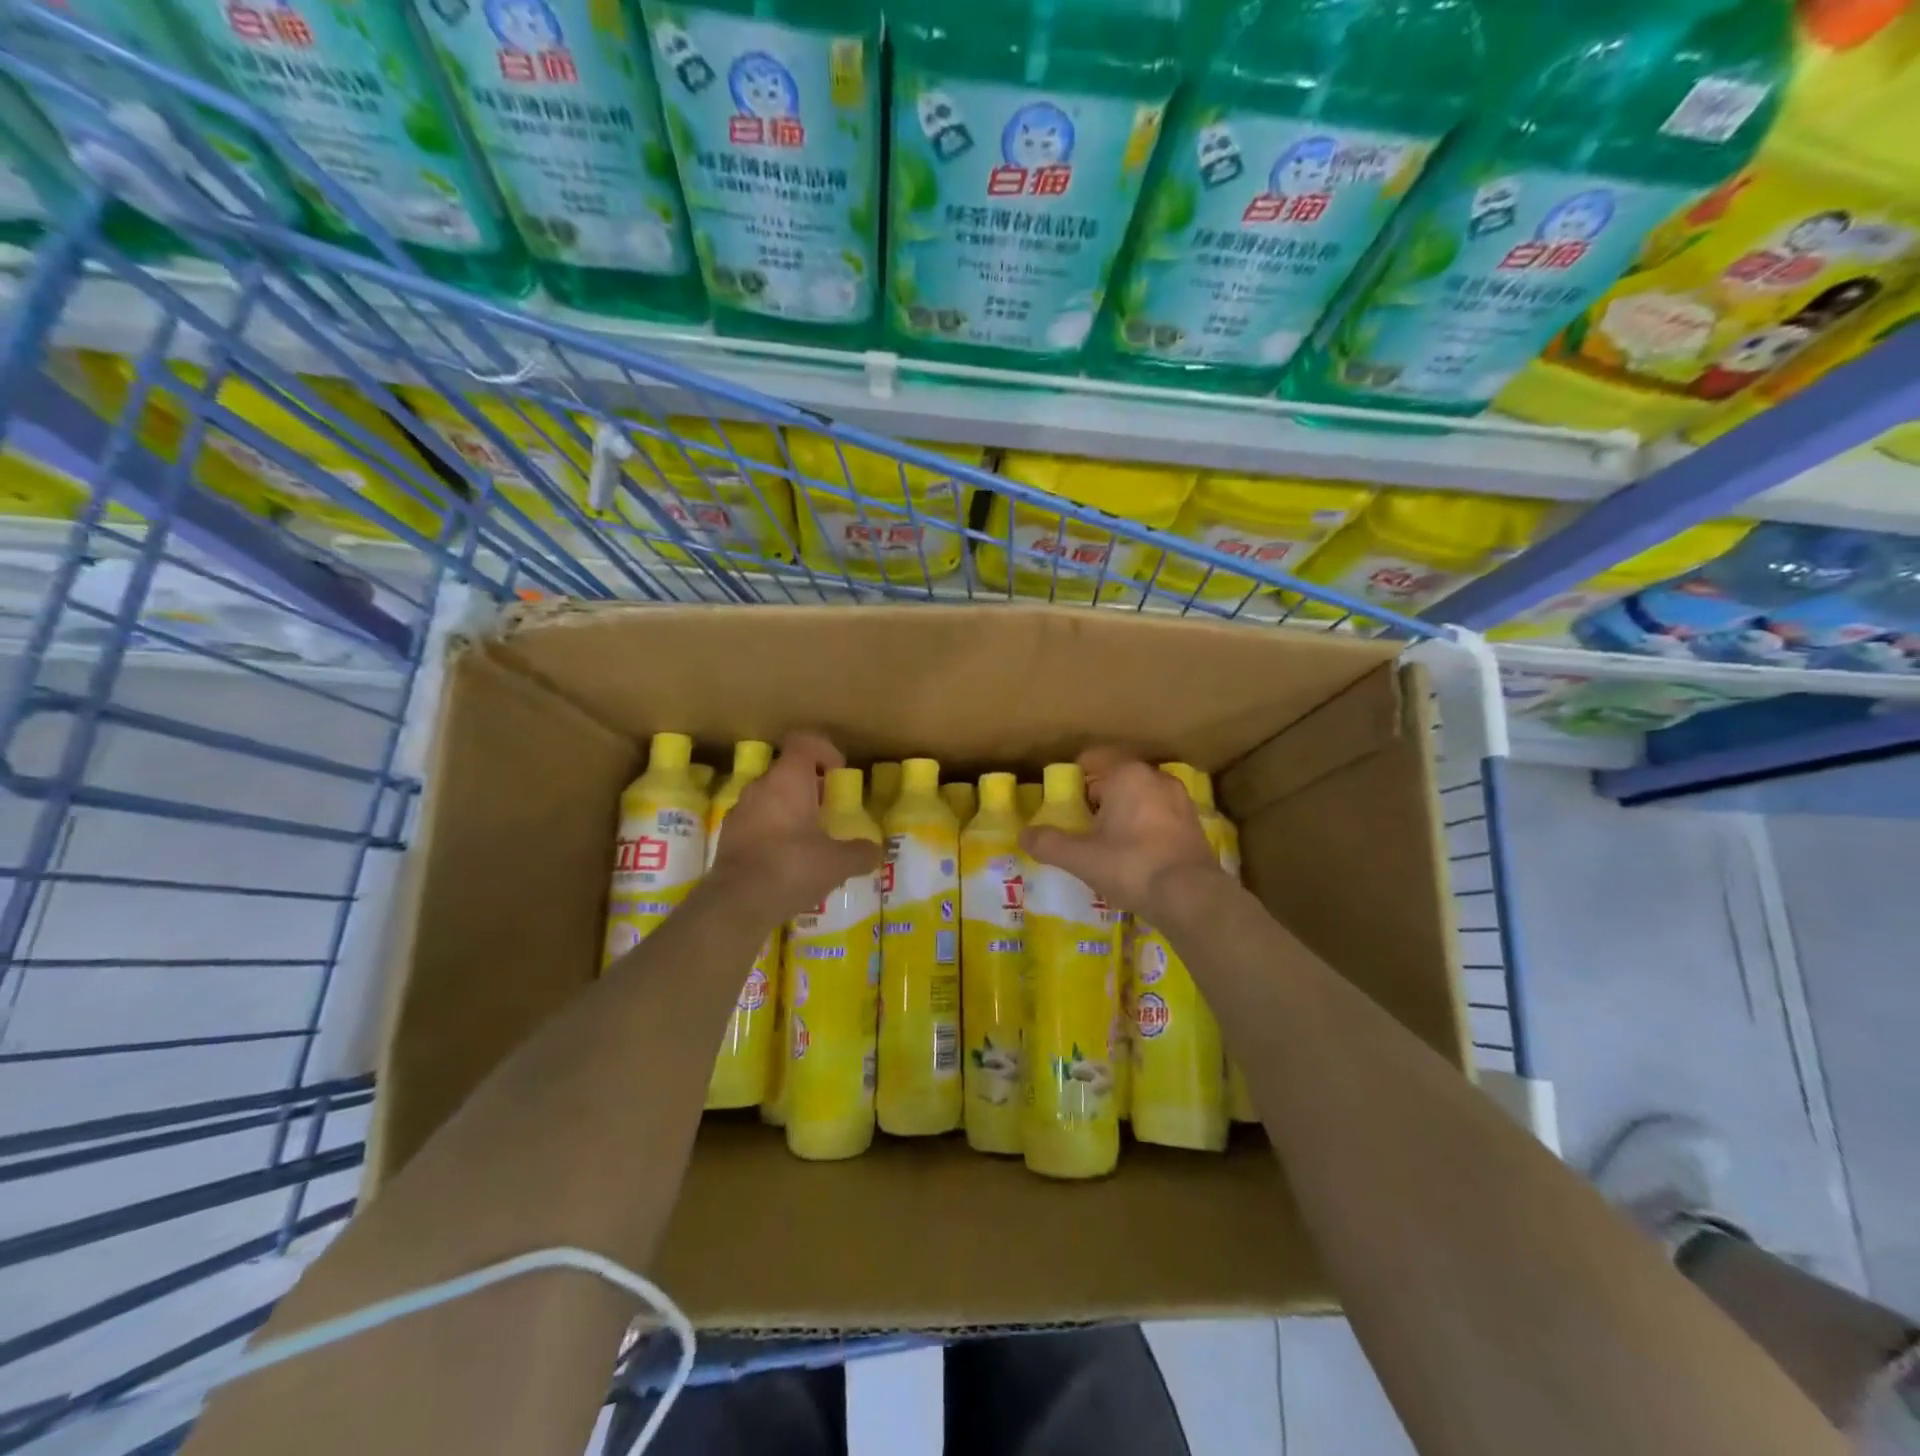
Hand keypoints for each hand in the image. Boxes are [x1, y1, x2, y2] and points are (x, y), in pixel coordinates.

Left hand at [708, 731, 881, 922]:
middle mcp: (760, 787)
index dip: (825, 751)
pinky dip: (773, 833)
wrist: (737, 903)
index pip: (804, 742)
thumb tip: (874, 851)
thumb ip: (860, 853)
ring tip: (811, 840)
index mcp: (788, 779)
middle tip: (830, 812)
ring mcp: (740, 811)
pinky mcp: (728, 837)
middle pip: (788, 772)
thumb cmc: (792, 867)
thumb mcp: (838, 863)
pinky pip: (757, 823)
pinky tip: (787, 862)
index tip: (839, 774)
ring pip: (771, 798)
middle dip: (812, 787)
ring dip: (791, 811)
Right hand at [1020, 747, 1222, 921]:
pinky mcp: (1194, 823)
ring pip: (1141, 796)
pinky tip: (1137, 853)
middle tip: (1082, 824)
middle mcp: (1155, 777)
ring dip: (1125, 810)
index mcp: (1127, 774)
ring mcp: (1179, 799)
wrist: (1191, 896)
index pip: (1094, 759)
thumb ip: (1049, 843)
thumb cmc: (1130, 866)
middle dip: (1099, 796)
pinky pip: (1160, 814)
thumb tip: (1023, 835)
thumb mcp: (1080, 858)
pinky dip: (1146, 825)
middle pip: (1118, 777)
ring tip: (1109, 840)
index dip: (1076, 778)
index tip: (1064, 801)